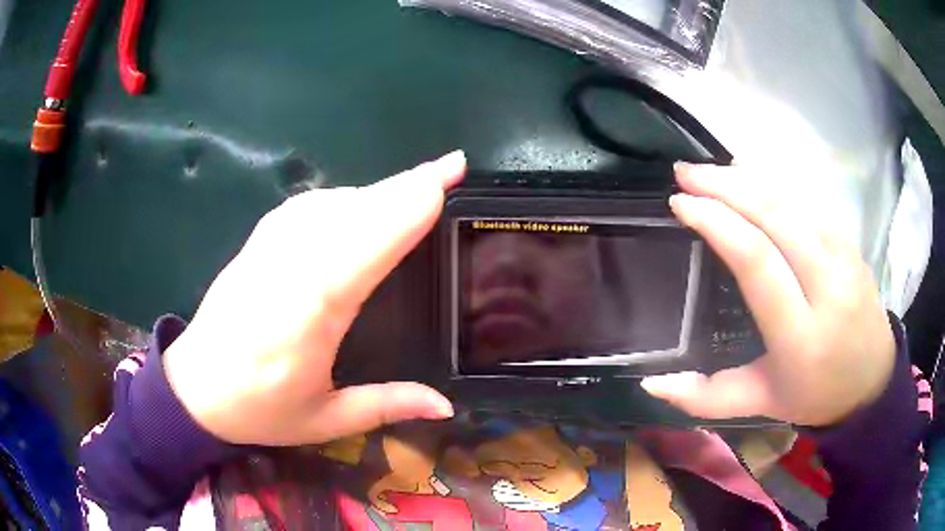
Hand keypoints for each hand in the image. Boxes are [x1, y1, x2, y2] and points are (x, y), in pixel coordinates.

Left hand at [162, 152, 465, 444]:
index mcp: (308, 315)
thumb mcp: (324, 419)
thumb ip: (386, 406)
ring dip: (377, 189)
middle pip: (352, 213)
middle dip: (404, 187)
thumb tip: (446, 406)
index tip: (440, 184)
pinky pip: (306, 207)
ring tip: (417, 183)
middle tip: (450, 165)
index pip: (363, 248)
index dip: (402, 212)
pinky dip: (342, 197)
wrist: (194, 388)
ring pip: (331, 204)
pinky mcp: (257, 242)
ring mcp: (268, 248)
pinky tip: (361, 199)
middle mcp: (288, 268)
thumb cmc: (259, 409)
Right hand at [641, 163, 895, 426]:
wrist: (872, 383)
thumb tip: (652, 383)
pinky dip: (776, 181)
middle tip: (684, 173)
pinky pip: (810, 201)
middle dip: (725, 186)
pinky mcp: (851, 243)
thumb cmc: (815, 395)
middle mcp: (827, 286)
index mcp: (800, 334)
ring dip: (748, 176)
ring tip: (711, 170)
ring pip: (794, 200)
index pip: (758, 261)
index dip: (717, 223)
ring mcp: (845, 258)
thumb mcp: (761, 404)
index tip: (681, 204)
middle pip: (775, 216)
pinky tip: (752, 173)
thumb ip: (706, 398)